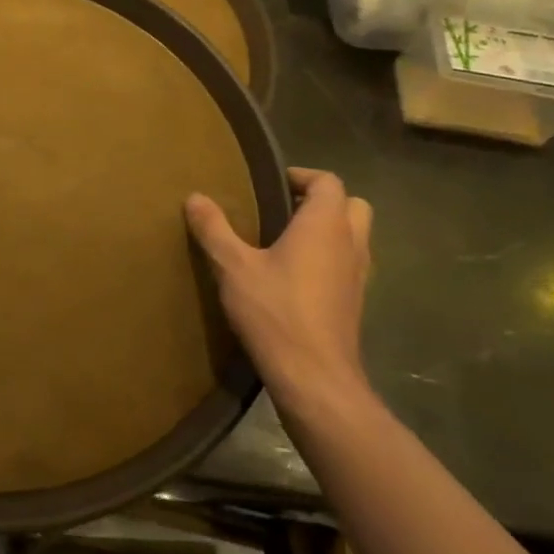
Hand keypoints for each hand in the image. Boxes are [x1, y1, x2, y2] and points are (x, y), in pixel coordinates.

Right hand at [186, 167, 374, 420]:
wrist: (314, 376)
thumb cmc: (275, 312)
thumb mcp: (233, 267)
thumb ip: (214, 229)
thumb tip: (194, 197)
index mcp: (325, 224)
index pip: (328, 181)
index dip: (302, 176)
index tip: (270, 184)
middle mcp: (351, 243)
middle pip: (351, 205)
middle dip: (321, 202)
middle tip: (282, 210)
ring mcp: (358, 275)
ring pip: (354, 237)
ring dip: (328, 232)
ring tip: (285, 243)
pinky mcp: (356, 303)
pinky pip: (348, 265)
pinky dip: (329, 260)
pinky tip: (295, 278)